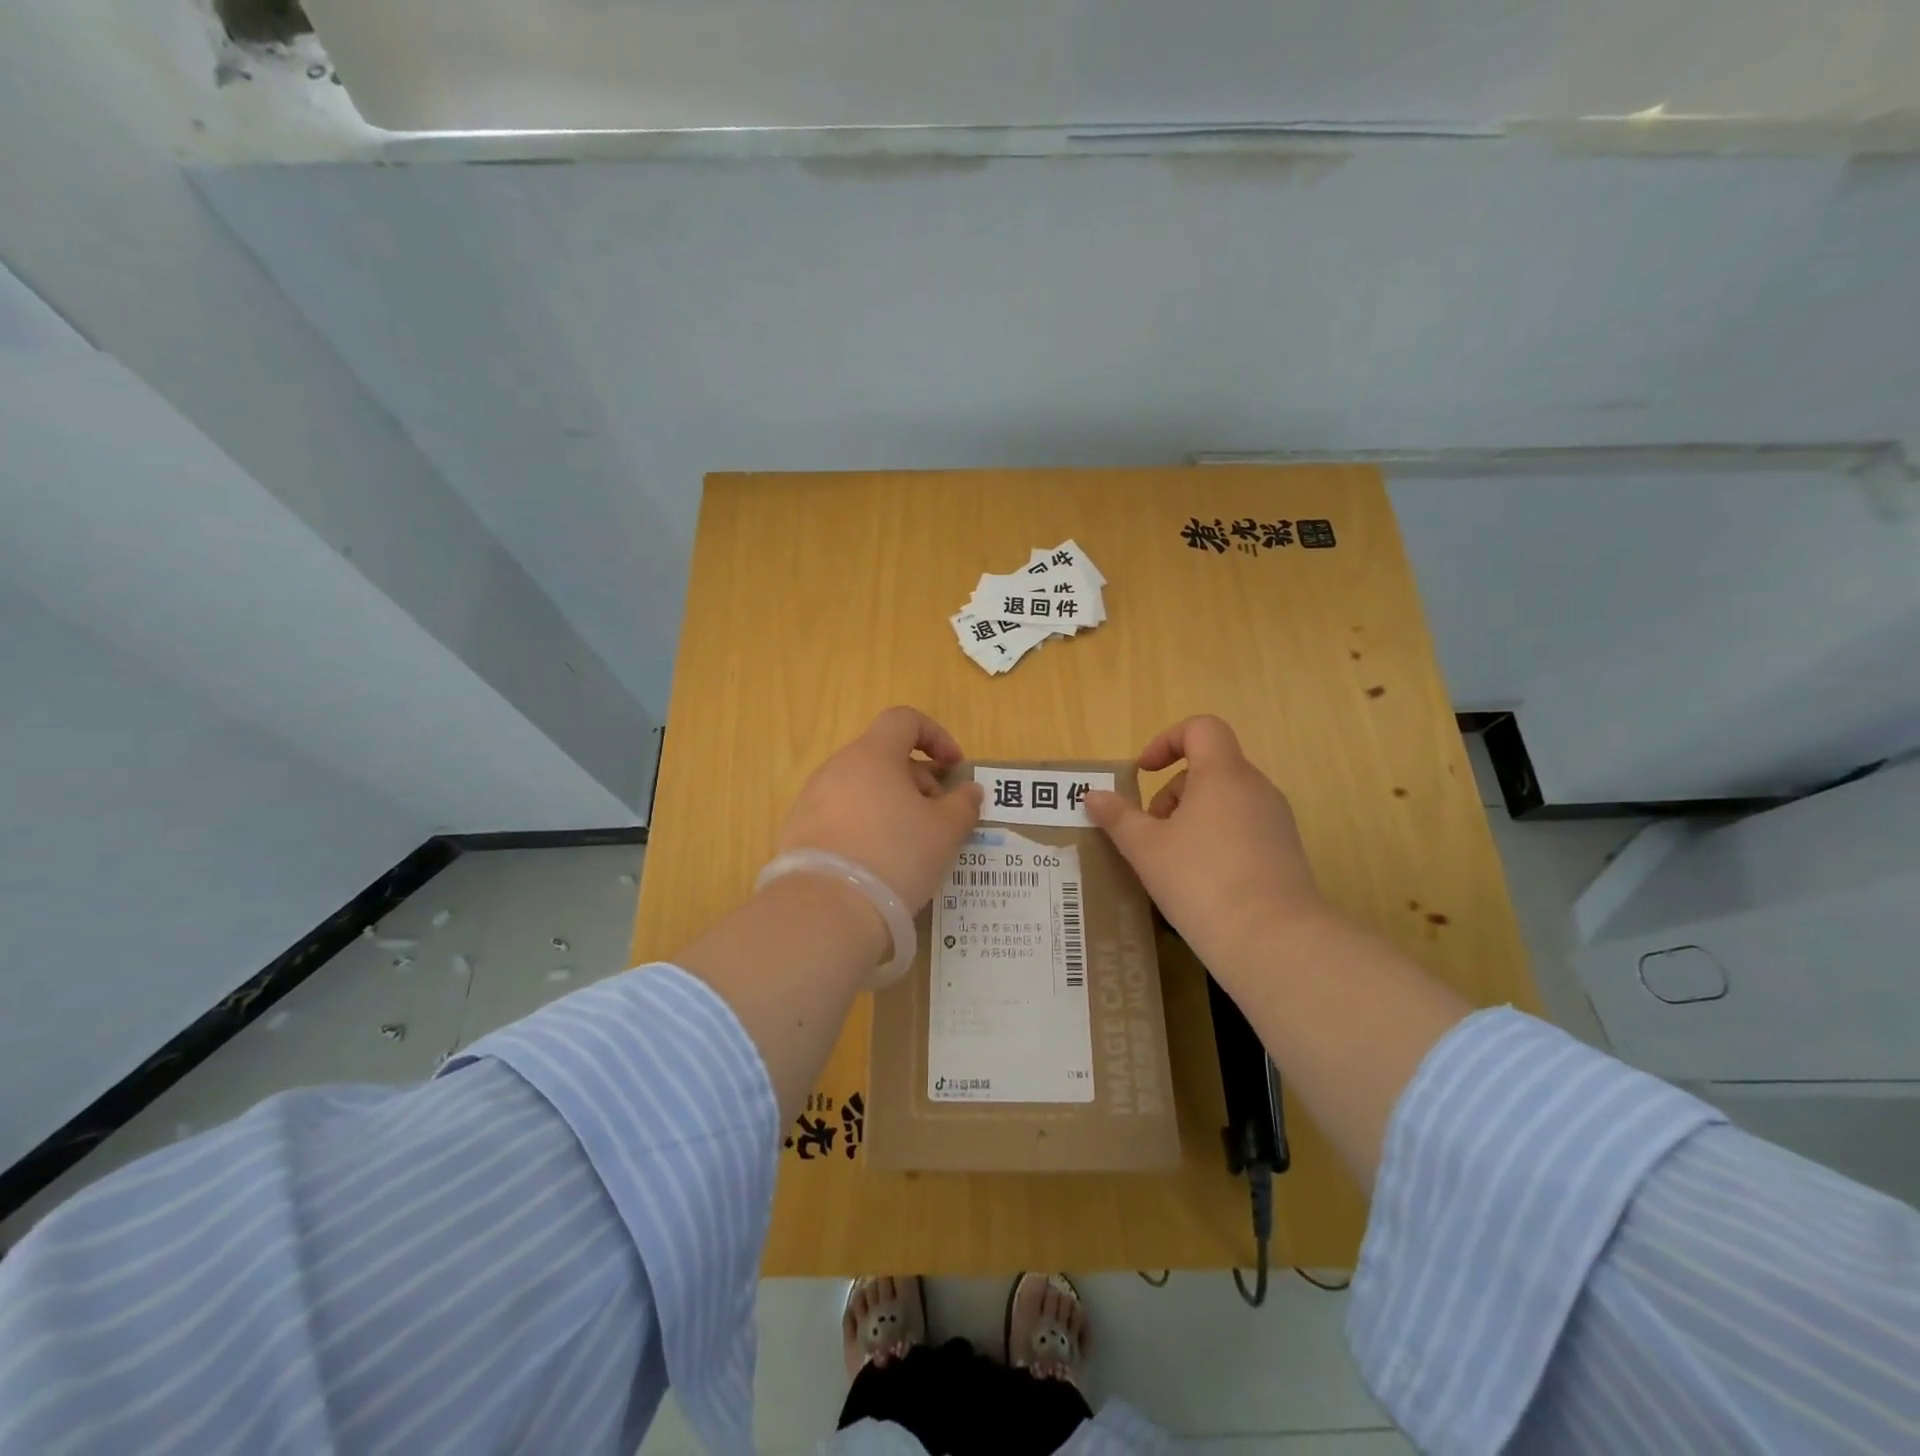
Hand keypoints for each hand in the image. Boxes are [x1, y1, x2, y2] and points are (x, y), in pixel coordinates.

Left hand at [776, 706, 985, 911]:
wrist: (825, 910)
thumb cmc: (895, 856)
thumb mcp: (945, 832)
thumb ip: (963, 804)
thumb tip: (969, 790)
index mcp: (872, 755)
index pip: (904, 720)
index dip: (936, 736)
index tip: (954, 768)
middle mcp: (837, 768)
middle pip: (884, 757)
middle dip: (918, 781)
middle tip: (938, 819)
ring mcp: (812, 799)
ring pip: (862, 788)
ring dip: (892, 805)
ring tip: (910, 845)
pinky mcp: (798, 831)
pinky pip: (841, 816)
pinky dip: (865, 826)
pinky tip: (877, 863)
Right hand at [1085, 716, 1327, 965]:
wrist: (1273, 941)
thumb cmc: (1201, 881)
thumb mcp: (1146, 848)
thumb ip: (1118, 817)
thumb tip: (1093, 795)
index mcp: (1224, 774)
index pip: (1201, 728)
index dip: (1167, 741)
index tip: (1143, 773)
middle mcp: (1256, 788)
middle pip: (1210, 767)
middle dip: (1172, 792)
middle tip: (1150, 830)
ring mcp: (1276, 821)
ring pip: (1226, 800)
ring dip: (1192, 817)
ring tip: (1171, 860)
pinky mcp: (1285, 852)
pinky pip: (1243, 828)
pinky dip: (1216, 839)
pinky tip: (1200, 881)